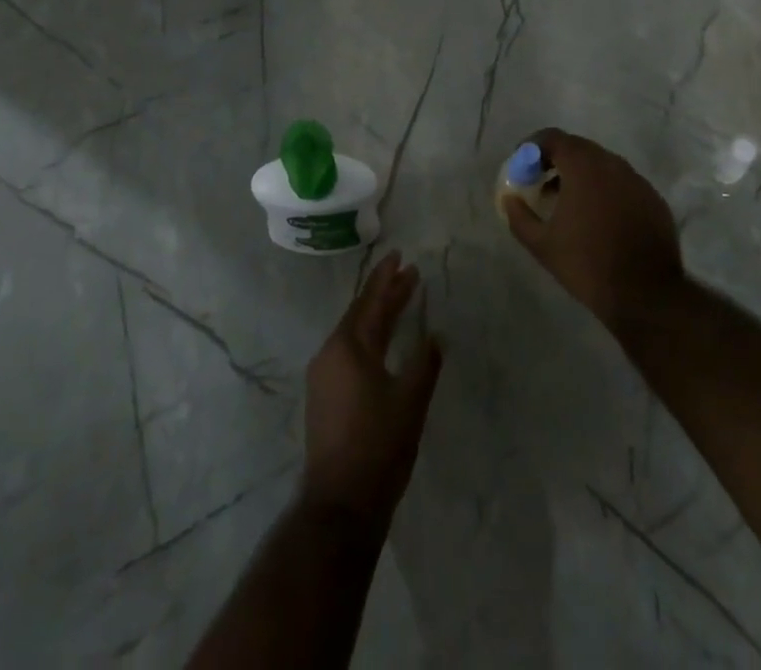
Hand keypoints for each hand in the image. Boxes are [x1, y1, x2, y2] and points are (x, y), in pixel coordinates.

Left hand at [301, 253, 443, 526]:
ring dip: (378, 316)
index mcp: (349, 346)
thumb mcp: (410, 401)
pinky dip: (369, 339)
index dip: (387, 278)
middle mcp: (331, 353)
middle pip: (362, 314)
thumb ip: (424, 362)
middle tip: (408, 274)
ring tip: (400, 302)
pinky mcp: (323, 396)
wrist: (341, 504)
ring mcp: (323, 376)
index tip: (399, 256)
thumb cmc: (379, 445)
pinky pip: (348, 352)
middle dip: (385, 294)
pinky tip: (382, 344)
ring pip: (354, 333)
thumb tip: (436, 336)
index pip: (371, 301)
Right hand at [501, 129, 684, 338]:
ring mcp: (637, 180)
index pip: (553, 137)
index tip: (522, 165)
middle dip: (556, 160)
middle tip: (541, 183)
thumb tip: (509, 199)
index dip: (533, 147)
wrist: (647, 295)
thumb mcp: (542, 244)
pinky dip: (605, 190)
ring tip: (568, 203)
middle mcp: (612, 164)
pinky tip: (599, 219)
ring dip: (581, 175)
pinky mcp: (653, 199)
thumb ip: (519, 216)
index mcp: (583, 167)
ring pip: (602, 165)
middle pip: (578, 148)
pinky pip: (622, 183)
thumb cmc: (587, 264)